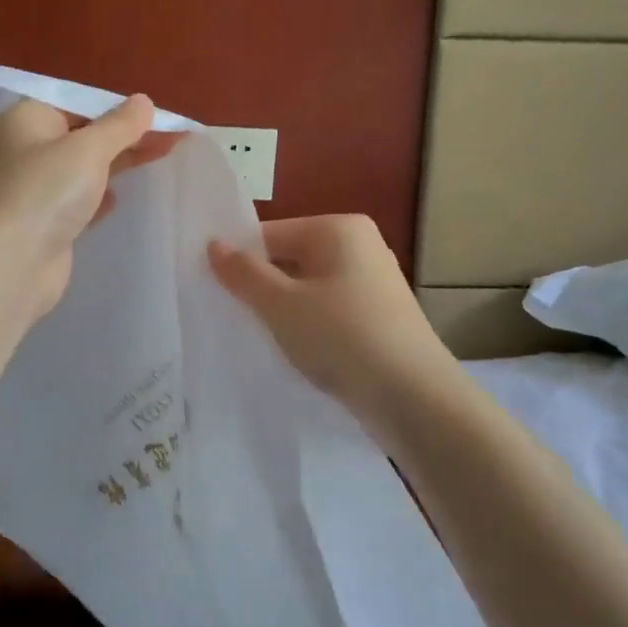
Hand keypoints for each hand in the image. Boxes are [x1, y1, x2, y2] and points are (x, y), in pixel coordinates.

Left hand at [0, 95, 182, 320]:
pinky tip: (120, 198)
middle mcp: (27, 149)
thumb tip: (144, 101)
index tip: (155, 110)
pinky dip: (100, 196)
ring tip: (160, 155)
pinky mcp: (46, 222)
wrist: (12, 262)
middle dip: (125, 134)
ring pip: (83, 168)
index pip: (77, 101)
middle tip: (171, 133)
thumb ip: (120, 125)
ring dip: (117, 163)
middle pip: (83, 133)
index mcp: (28, 118)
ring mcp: (35, 188)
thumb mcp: (89, 148)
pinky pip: (79, 200)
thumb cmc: (47, 191)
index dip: (117, 105)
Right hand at [209, 215, 452, 426]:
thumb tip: (214, 244)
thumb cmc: (341, 337)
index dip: (240, 262)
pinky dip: (310, 325)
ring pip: (309, 287)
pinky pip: (330, 309)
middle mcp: (361, 245)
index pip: (270, 235)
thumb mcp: (281, 305)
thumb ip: (243, 273)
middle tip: (233, 318)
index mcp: (338, 228)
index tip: (214, 293)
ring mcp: (374, 281)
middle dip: (262, 287)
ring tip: (262, 337)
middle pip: (290, 259)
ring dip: (284, 310)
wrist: (414, 398)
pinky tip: (298, 350)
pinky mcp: (380, 315)